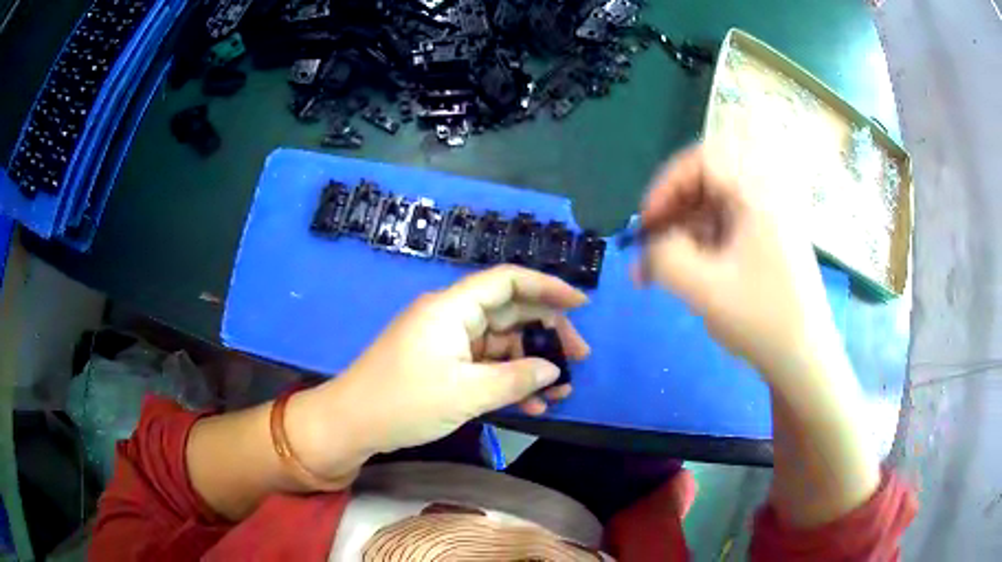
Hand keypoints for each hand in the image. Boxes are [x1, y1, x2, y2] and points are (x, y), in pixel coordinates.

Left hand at [304, 265, 589, 465]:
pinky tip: (532, 404)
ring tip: (560, 392)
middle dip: (547, 335)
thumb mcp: (465, 393)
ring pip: (500, 344)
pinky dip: (508, 381)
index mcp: (452, 308)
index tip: (581, 305)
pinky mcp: (443, 366)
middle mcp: (451, 318)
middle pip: (509, 313)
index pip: (507, 281)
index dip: (547, 287)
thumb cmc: (404, 402)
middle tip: (578, 360)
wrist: (351, 423)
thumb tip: (553, 370)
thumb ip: (515, 379)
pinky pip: (485, 366)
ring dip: (530, 366)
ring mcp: (447, 343)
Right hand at [638, 144, 839, 379]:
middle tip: (647, 249)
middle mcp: (764, 199)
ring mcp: (767, 223)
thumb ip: (663, 256)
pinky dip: (699, 248)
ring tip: (655, 274)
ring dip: (680, 236)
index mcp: (756, 196)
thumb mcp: (704, 288)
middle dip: (670, 215)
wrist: (803, 359)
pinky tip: (684, 277)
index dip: (666, 185)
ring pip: (711, 211)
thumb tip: (649, 245)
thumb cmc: (761, 319)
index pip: (702, 161)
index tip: (648, 223)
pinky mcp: (766, 244)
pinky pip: (724, 232)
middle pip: (705, 185)